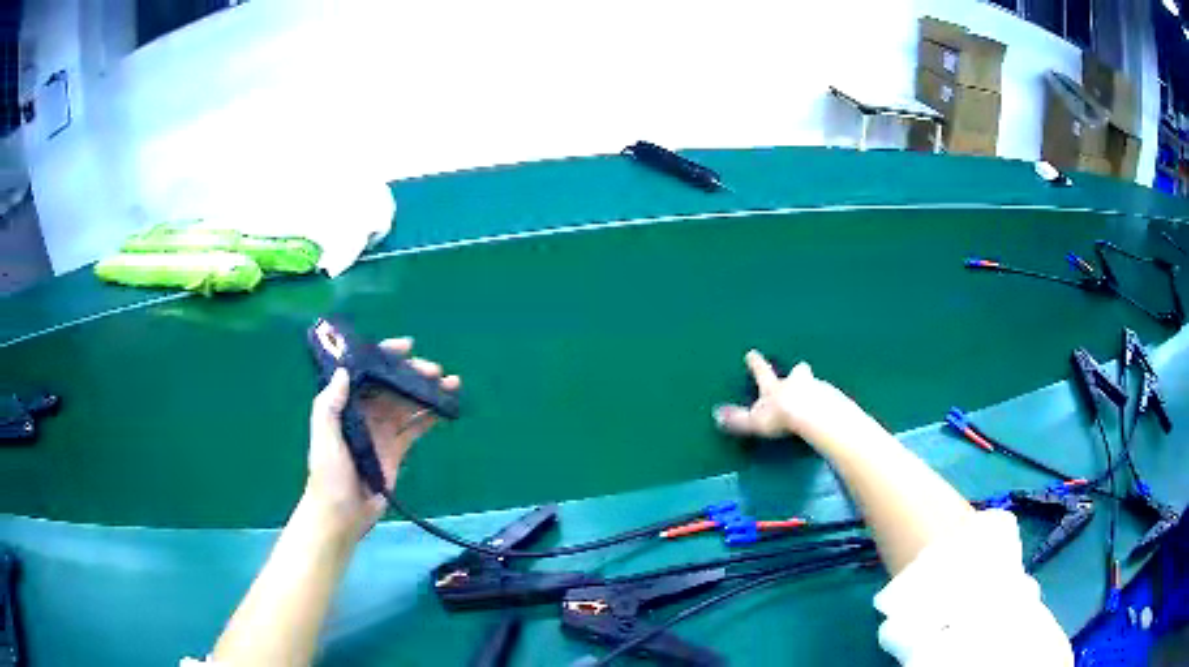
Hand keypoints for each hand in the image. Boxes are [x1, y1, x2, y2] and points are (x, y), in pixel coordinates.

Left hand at [304, 338, 459, 541]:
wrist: (341, 514)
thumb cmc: (328, 474)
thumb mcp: (324, 437)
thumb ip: (330, 405)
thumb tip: (345, 371)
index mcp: (346, 405)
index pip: (366, 373)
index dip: (385, 356)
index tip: (408, 346)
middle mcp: (364, 414)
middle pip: (391, 386)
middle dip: (413, 374)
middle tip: (435, 371)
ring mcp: (382, 432)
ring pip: (407, 405)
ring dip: (427, 393)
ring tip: (451, 384)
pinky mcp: (395, 451)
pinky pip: (414, 429)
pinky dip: (429, 418)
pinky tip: (446, 410)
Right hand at [712, 349, 848, 441]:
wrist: (813, 416)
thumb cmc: (780, 416)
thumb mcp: (753, 421)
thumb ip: (736, 419)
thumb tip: (715, 414)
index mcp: (775, 386)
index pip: (763, 372)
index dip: (756, 364)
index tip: (751, 353)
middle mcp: (797, 382)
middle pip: (798, 372)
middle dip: (798, 373)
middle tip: (800, 371)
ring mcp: (818, 388)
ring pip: (815, 385)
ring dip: (813, 389)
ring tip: (815, 400)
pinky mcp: (834, 399)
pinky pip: (830, 399)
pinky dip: (828, 403)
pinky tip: (829, 412)